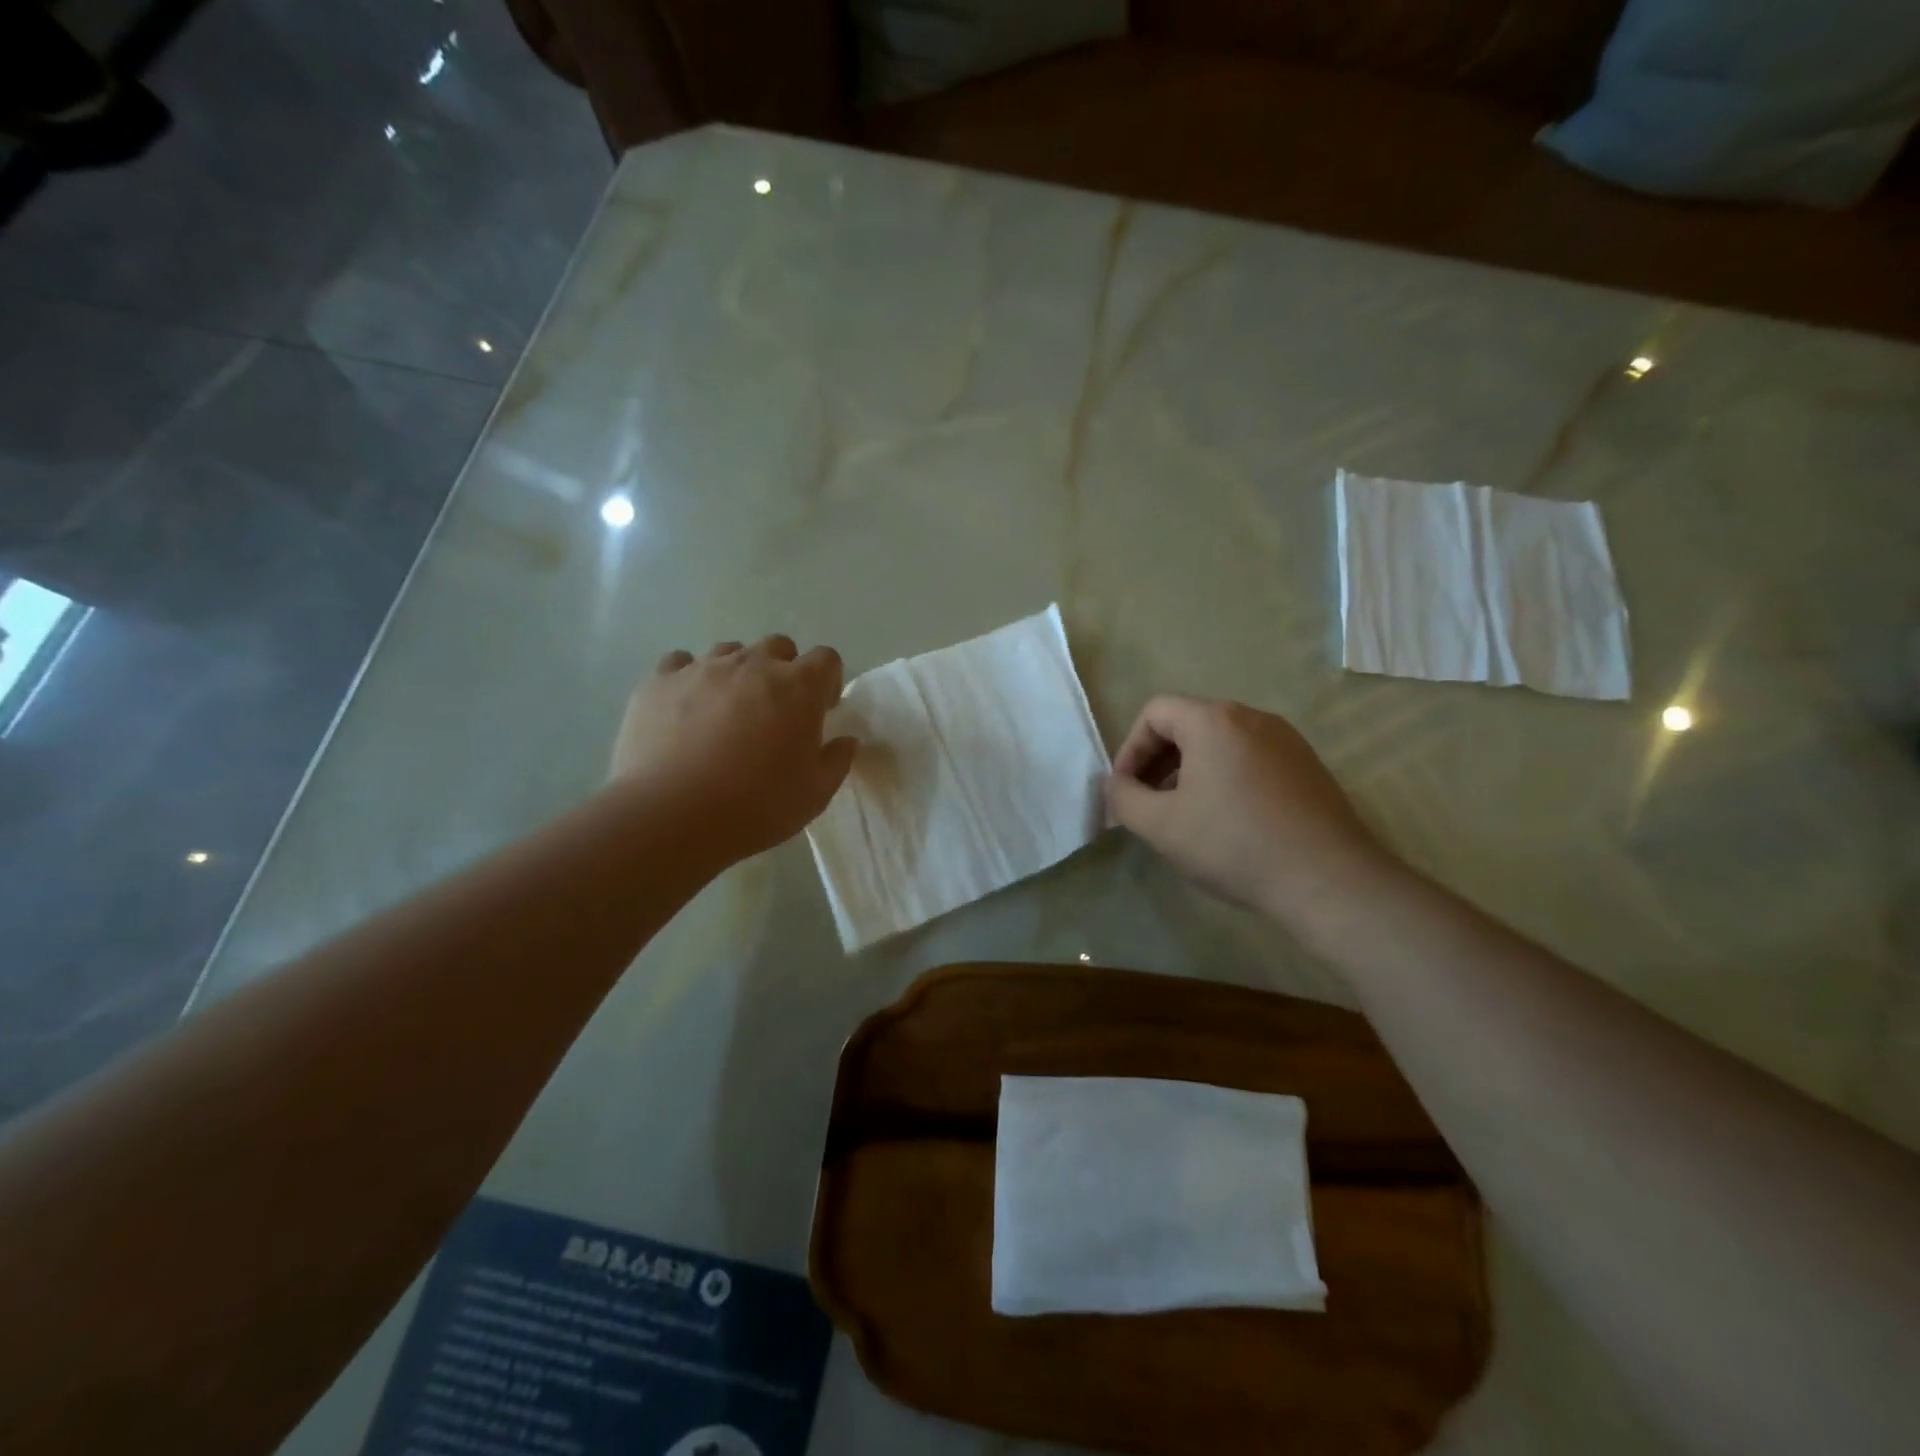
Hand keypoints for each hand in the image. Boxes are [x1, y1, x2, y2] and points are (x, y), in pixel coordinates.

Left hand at [610, 635, 857, 864]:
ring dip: (737, 673)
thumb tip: (846, 741)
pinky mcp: (659, 681)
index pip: (826, 659)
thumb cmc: (756, 806)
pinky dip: (688, 679)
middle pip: (778, 646)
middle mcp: (752, 664)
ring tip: (727, 712)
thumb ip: (836, 760)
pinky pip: (679, 663)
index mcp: (798, 687)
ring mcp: (702, 668)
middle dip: (783, 671)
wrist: (671, 817)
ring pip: (729, 652)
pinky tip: (684, 709)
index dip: (827, 682)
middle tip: (775, 712)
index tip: (820, 711)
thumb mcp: (814, 794)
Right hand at [1105, 696, 1399, 934]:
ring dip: (1191, 771)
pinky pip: (1251, 758)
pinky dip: (1226, 778)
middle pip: (1188, 723)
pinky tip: (1229, 822)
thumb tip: (1119, 785)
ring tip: (1186, 815)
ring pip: (1221, 742)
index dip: (1130, 748)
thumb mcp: (1160, 826)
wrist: (1328, 879)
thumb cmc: (1233, 845)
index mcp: (1213, 720)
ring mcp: (1286, 739)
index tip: (1127, 790)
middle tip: (1150, 803)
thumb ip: (1124, 798)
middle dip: (1159, 761)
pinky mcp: (1307, 765)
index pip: (1155, 712)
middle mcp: (1252, 717)